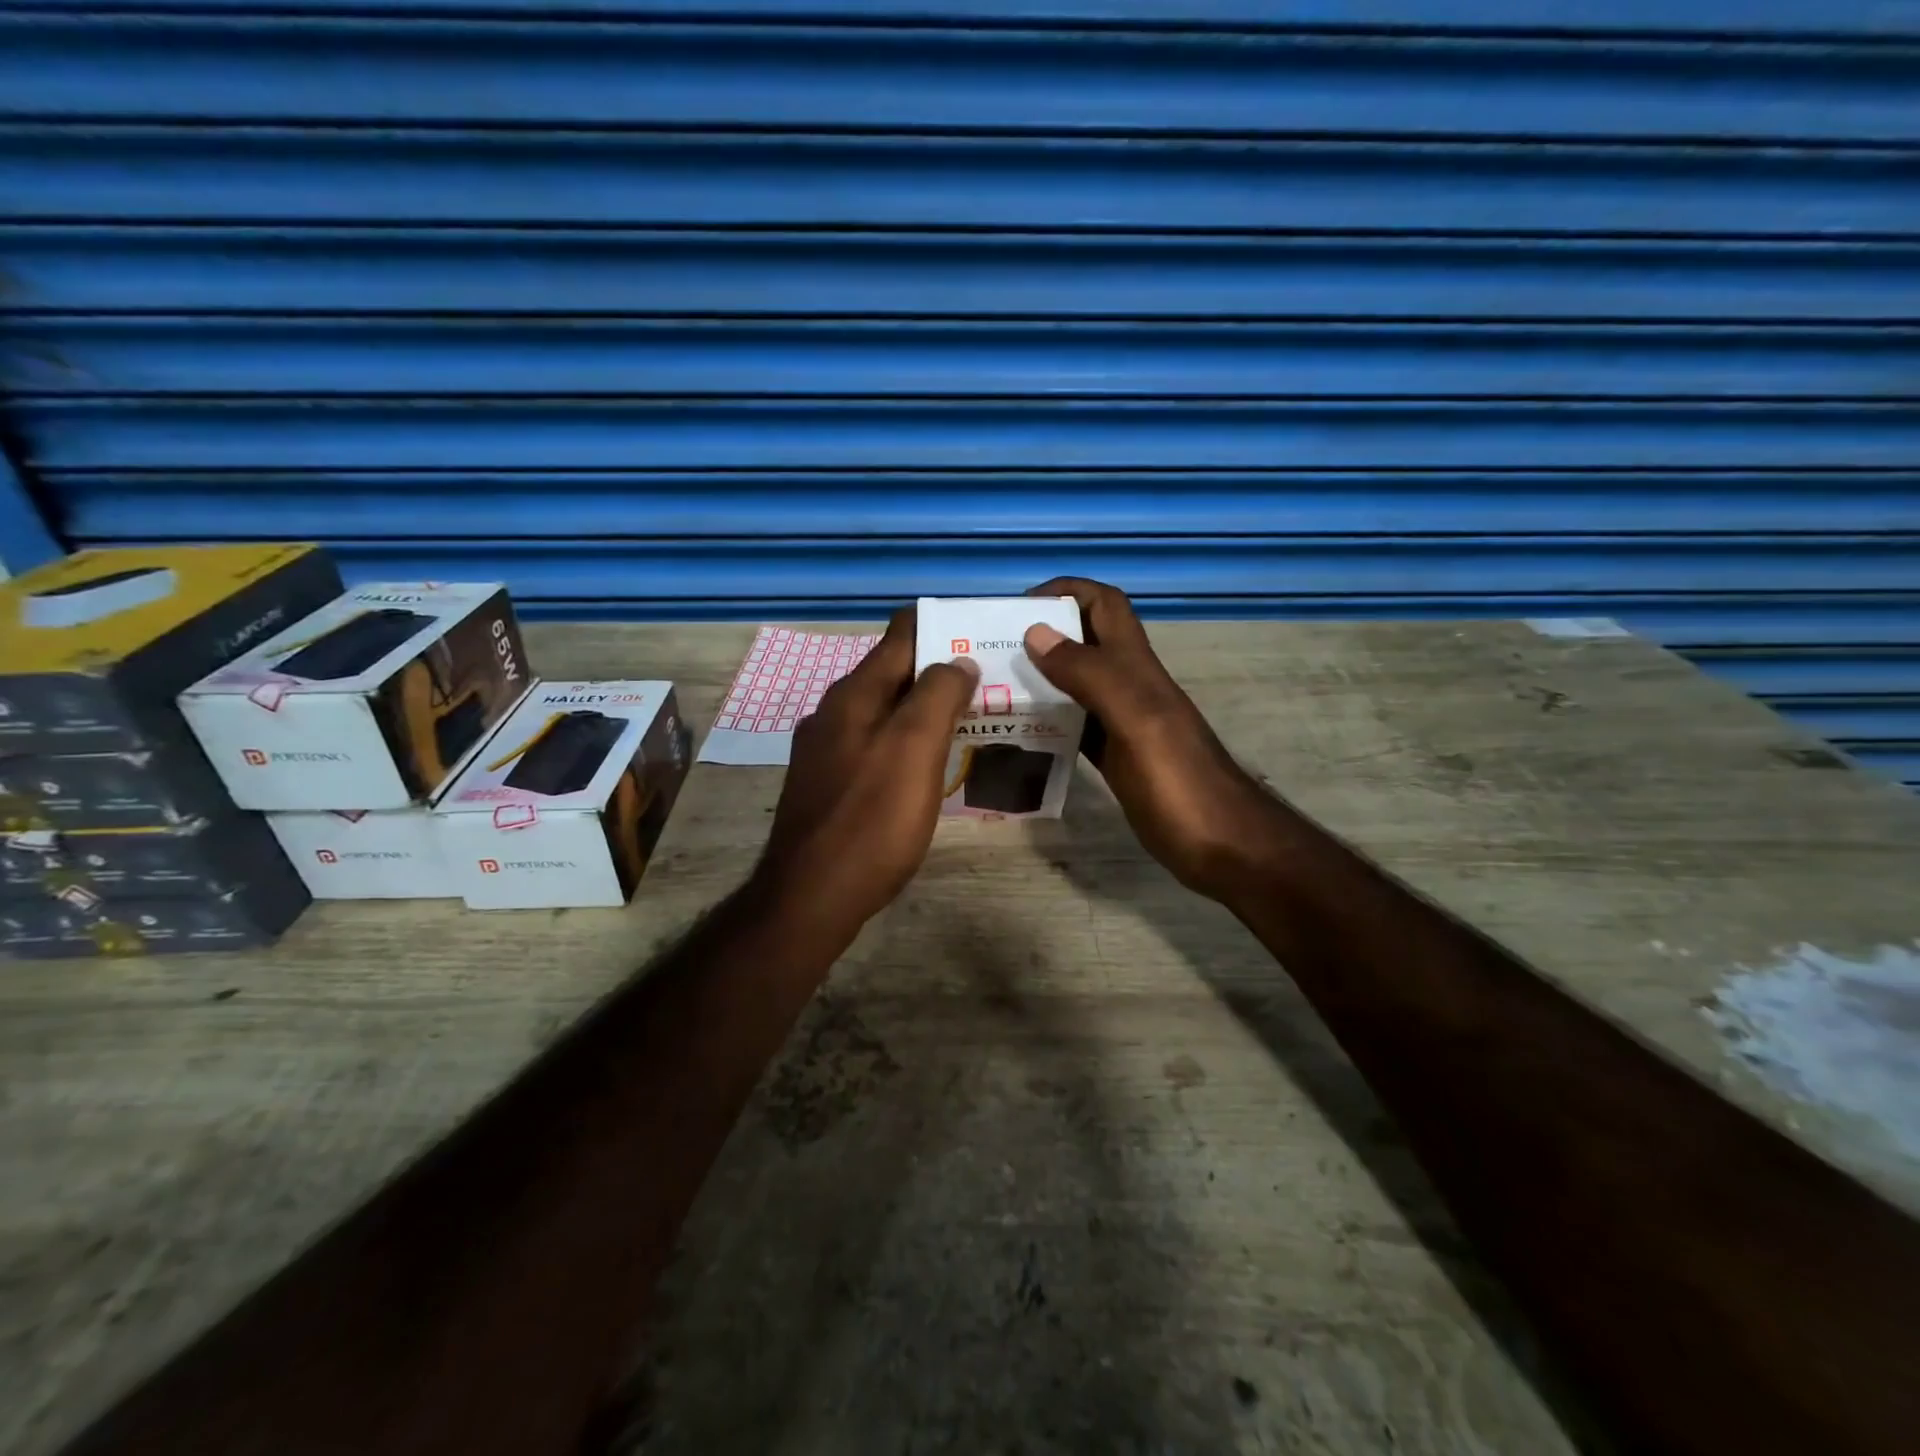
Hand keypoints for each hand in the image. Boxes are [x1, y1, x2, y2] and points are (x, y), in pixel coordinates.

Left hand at [755, 608, 978, 937]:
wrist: (810, 897)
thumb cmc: (871, 820)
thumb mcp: (914, 749)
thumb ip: (938, 695)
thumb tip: (958, 660)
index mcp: (855, 693)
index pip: (901, 632)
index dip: (943, 626)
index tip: (984, 637)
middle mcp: (835, 712)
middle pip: (895, 673)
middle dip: (941, 672)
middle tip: (991, 686)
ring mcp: (827, 750)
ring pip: (885, 712)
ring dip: (925, 711)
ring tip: (971, 723)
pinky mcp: (828, 784)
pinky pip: (875, 746)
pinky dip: (906, 744)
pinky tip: (929, 767)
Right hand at [1023, 577, 1289, 901]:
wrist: (1222, 845)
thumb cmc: (1180, 782)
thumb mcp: (1136, 720)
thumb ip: (1091, 675)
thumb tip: (1036, 632)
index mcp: (1137, 668)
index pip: (1104, 605)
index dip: (1066, 591)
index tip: (1016, 607)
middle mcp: (1129, 686)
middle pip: (1084, 642)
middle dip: (1041, 634)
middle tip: (990, 652)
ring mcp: (1123, 723)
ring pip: (1075, 684)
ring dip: (1039, 679)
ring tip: (993, 690)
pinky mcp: (1116, 757)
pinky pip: (1075, 726)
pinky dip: (1048, 721)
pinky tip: (1019, 734)